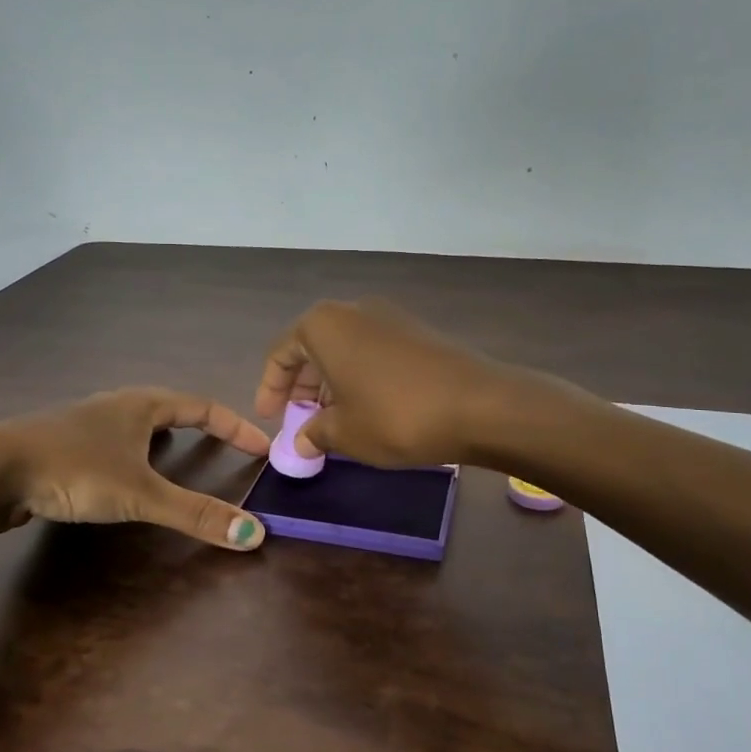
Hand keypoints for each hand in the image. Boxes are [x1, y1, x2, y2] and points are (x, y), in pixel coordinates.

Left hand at [0, 387, 271, 549]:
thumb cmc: (74, 470)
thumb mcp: (140, 494)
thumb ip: (195, 514)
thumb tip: (254, 534)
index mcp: (140, 405)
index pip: (202, 407)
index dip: (234, 426)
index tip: (261, 446)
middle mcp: (114, 405)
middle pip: (169, 408)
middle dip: (199, 425)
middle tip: (223, 447)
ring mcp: (83, 423)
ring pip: (135, 424)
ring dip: (161, 437)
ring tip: (176, 456)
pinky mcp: (60, 445)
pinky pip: (109, 443)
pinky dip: (130, 455)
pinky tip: (120, 476)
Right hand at [254, 299, 510, 467]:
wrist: (481, 406)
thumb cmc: (395, 416)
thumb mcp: (344, 432)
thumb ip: (314, 433)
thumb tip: (301, 441)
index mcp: (324, 325)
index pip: (281, 352)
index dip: (270, 388)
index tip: (269, 418)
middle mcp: (353, 310)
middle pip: (312, 346)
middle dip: (302, 386)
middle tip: (300, 421)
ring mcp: (390, 317)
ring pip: (344, 349)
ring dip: (330, 383)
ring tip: (332, 420)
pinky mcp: (417, 332)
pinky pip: (372, 351)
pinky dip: (359, 377)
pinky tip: (367, 408)